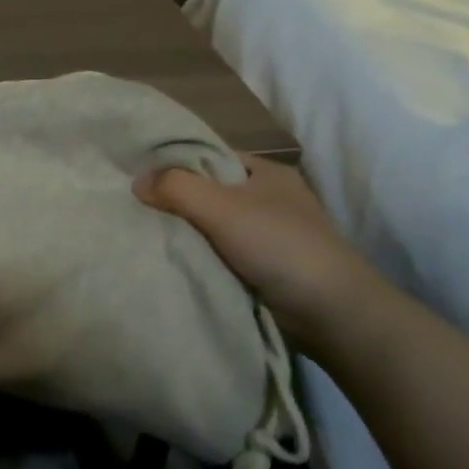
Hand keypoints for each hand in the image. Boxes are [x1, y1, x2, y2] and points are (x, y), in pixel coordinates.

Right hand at [134, 154, 383, 337]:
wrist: (331, 312)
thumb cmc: (279, 245)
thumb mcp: (221, 206)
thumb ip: (176, 188)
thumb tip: (137, 182)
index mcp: (267, 172)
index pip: (211, 156)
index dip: (177, 163)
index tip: (141, 177)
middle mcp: (270, 198)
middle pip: (210, 191)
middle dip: (177, 200)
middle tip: (137, 209)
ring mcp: (270, 235)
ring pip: (214, 225)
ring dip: (188, 232)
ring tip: (148, 235)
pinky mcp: (267, 267)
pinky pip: (221, 253)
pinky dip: (201, 257)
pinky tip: (175, 260)